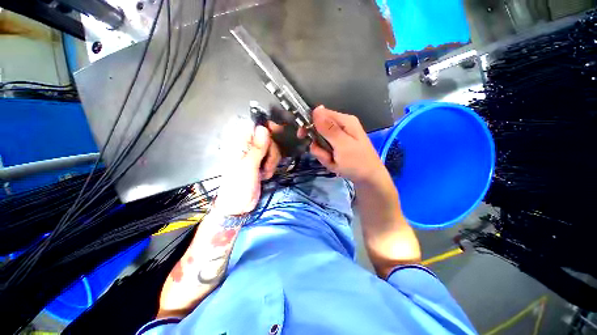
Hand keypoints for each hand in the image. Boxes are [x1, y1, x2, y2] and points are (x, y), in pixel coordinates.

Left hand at [215, 125, 280, 215]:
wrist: (239, 206)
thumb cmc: (238, 186)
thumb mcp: (248, 167)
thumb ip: (256, 148)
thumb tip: (263, 128)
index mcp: (239, 144)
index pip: (256, 128)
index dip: (268, 129)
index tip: (277, 133)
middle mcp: (248, 147)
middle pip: (269, 138)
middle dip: (272, 152)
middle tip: (266, 164)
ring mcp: (256, 155)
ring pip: (273, 148)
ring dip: (272, 161)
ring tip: (264, 173)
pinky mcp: (262, 163)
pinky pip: (273, 158)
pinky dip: (272, 166)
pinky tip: (265, 174)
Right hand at [305, 106, 385, 183]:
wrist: (368, 179)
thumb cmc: (357, 162)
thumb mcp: (342, 145)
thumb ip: (328, 128)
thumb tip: (316, 109)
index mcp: (344, 121)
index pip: (320, 114)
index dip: (309, 123)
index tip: (302, 135)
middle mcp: (340, 127)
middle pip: (318, 131)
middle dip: (318, 146)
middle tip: (326, 156)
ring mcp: (338, 139)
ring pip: (319, 143)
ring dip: (323, 154)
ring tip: (333, 162)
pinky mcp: (336, 148)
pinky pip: (323, 151)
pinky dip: (326, 159)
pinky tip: (335, 164)